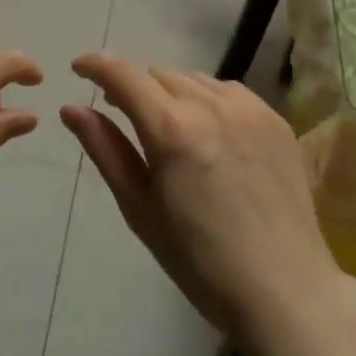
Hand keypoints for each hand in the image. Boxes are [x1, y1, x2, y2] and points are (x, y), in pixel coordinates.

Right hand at [61, 55, 345, 355]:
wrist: (284, 290)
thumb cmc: (199, 260)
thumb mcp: (140, 208)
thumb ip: (105, 149)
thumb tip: (71, 109)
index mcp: (172, 129)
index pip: (124, 76)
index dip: (96, 66)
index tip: (78, 68)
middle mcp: (211, 105)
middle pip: (158, 73)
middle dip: (132, 84)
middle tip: (118, 108)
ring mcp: (249, 110)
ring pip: (194, 79)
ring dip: (169, 90)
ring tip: (164, 121)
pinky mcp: (276, 120)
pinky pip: (228, 91)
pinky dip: (206, 98)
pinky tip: (206, 128)